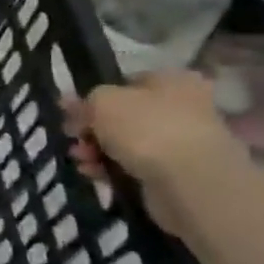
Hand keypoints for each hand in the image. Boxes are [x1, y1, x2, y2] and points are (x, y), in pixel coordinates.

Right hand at [63, 70, 246, 240]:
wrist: (191, 182)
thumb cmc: (146, 128)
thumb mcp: (102, 101)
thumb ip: (84, 101)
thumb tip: (72, 104)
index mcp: (172, 81)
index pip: (126, 83)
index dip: (95, 97)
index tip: (72, 112)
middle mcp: (182, 108)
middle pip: (124, 115)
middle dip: (92, 128)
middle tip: (73, 136)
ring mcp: (182, 143)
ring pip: (127, 142)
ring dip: (97, 149)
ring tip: (80, 158)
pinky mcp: (177, 174)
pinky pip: (136, 167)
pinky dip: (112, 169)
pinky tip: (93, 173)